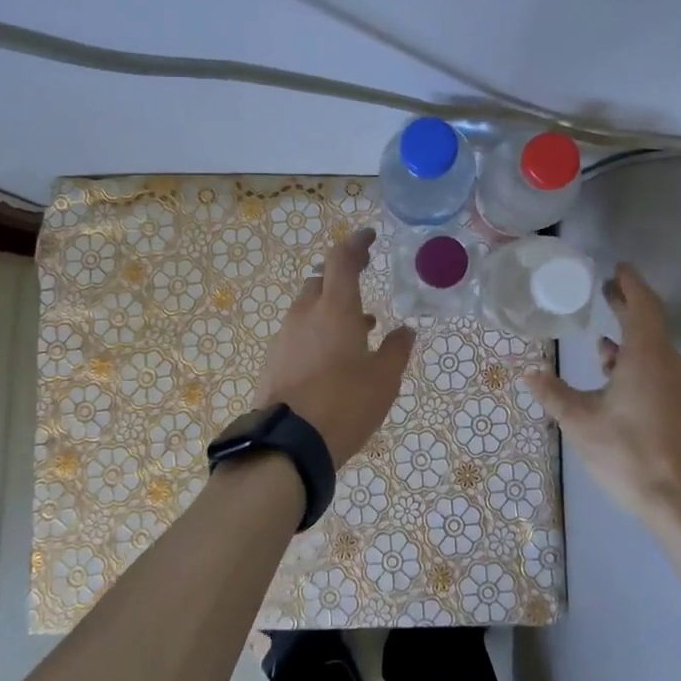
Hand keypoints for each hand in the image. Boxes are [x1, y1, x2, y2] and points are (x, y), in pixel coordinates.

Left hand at [254, 226, 415, 468]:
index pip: (342, 259)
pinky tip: (334, 354)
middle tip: (363, 280)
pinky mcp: (274, 358)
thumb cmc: (344, 404)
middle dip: (341, 275)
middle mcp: (306, 314)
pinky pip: (299, 330)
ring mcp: (285, 336)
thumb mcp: (383, 380)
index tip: (369, 237)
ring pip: (308, 306)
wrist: (288, 443)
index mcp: (335, 309)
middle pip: (321, 280)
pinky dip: (317, 329)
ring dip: (331, 306)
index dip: (356, 243)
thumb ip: (396, 350)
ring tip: (359, 326)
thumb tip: (405, 331)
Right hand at [524, 263, 680, 529]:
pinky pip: (661, 371)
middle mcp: (671, 365)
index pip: (643, 306)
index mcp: (648, 358)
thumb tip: (530, 375)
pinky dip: (638, 363)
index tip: (617, 268)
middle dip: (628, 306)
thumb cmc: (629, 454)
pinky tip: (617, 381)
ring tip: (602, 342)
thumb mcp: (581, 423)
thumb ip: (554, 395)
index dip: (630, 284)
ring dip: (630, 340)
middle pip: (651, 325)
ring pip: (655, 351)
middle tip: (606, 291)